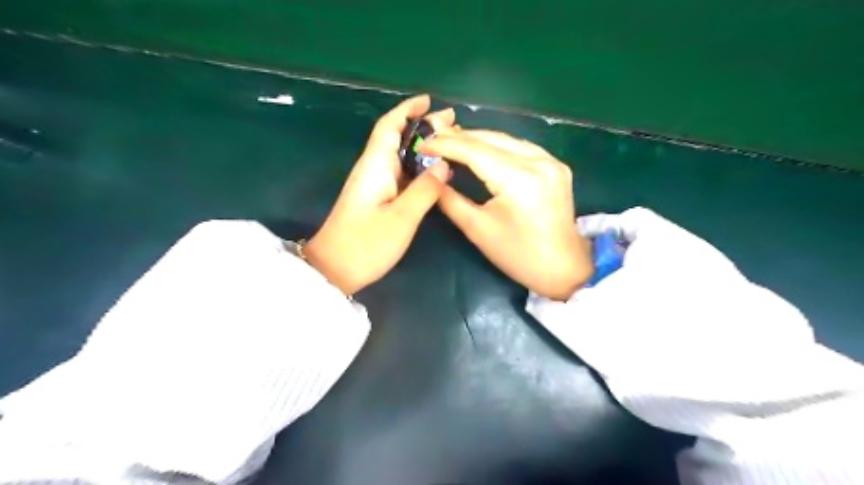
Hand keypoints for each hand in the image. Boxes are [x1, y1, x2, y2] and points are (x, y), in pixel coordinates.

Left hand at [306, 93, 455, 290]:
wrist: (334, 270)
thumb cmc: (366, 243)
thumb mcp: (402, 218)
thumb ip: (425, 190)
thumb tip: (444, 166)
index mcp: (375, 166)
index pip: (389, 126)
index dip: (407, 109)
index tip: (429, 100)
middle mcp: (372, 169)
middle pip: (395, 137)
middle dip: (422, 125)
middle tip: (451, 122)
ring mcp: (372, 184)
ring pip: (399, 155)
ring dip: (422, 145)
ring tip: (449, 142)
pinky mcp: (375, 198)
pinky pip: (399, 173)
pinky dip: (417, 166)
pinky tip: (433, 171)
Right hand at [418, 130, 594, 297]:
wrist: (563, 267)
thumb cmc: (518, 255)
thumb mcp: (478, 229)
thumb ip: (450, 200)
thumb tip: (431, 178)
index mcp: (519, 179)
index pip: (474, 151)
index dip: (445, 144)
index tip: (422, 143)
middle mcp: (538, 161)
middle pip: (491, 139)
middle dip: (459, 137)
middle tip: (433, 138)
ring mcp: (551, 161)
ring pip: (506, 139)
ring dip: (478, 139)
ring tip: (452, 141)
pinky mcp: (556, 165)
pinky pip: (520, 147)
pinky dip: (498, 146)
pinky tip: (482, 149)